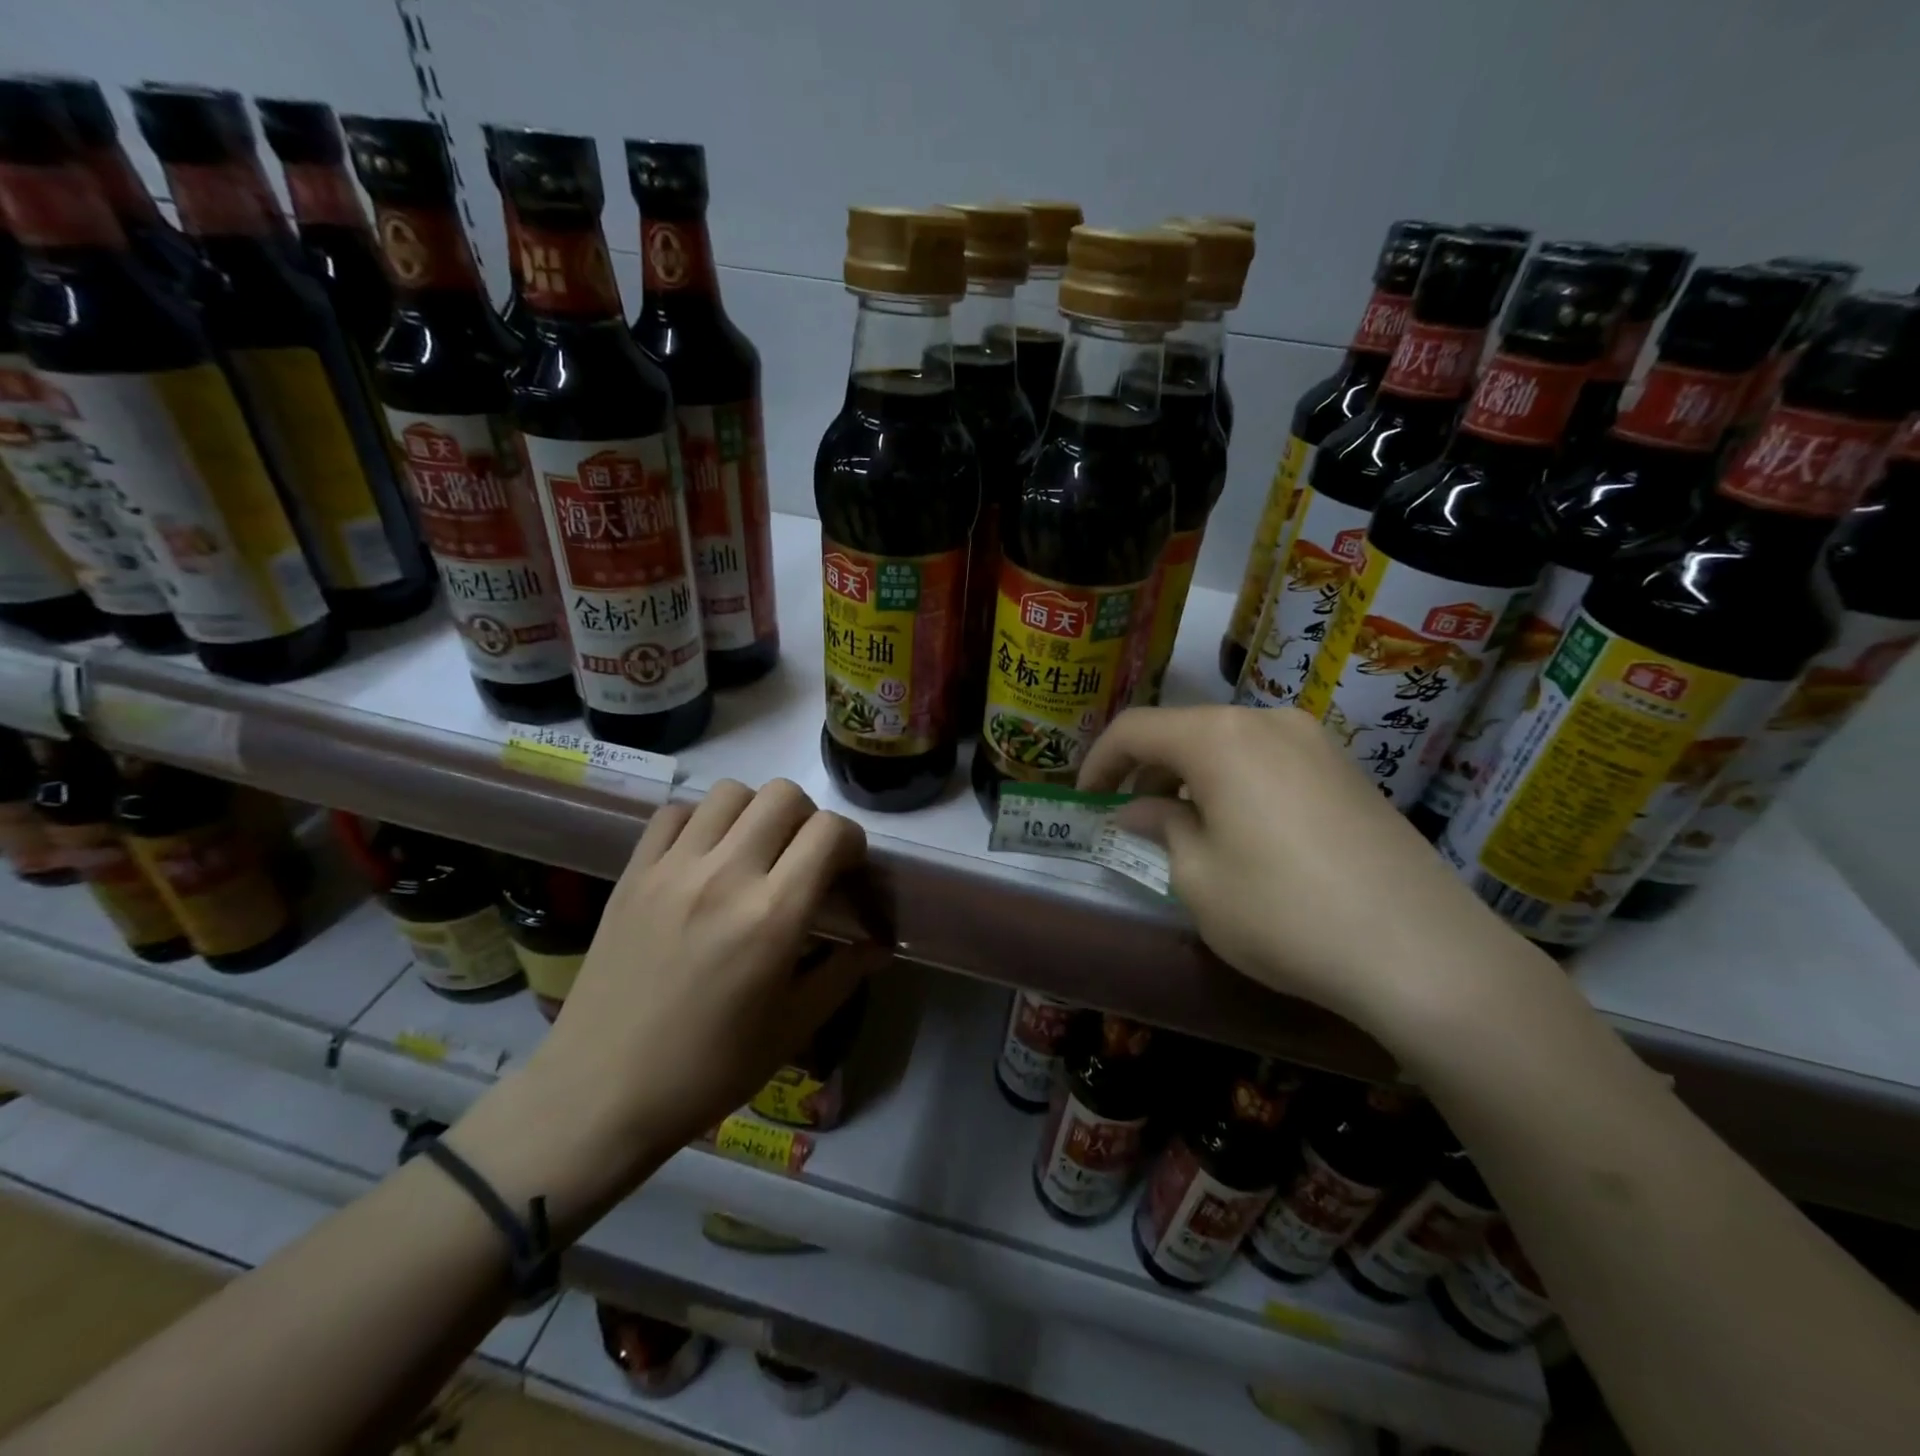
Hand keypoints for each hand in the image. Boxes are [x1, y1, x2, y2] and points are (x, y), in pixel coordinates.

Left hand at [453, 779, 878, 1231]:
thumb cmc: (709, 1069)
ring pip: (729, 792)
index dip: (851, 840)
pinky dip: (700, 820)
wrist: (601, 1094)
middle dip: (807, 817)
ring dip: (755, 812)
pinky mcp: (634, 873)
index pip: (829, 830)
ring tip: (753, 851)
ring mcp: (673, 868)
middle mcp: (725, 875)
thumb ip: (843, 974)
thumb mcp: (793, 1028)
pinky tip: (703, 856)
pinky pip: (674, 813)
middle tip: (802, 858)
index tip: (845, 870)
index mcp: (773, 915)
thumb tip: (880, 944)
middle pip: (782, 794)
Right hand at [1079, 706, 1536, 1034]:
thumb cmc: (1284, 913)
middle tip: (1132, 820)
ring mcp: (1317, 743)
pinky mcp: (1349, 771)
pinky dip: (1237, 785)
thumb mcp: (1198, 879)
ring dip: (1193, 778)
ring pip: (1230, 745)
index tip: (1085, 801)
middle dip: (1148, 771)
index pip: (1136, 729)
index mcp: (1221, 737)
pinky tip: (1243, 834)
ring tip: (1184, 830)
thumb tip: (1139, 810)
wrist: (1424, 953)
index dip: (1099, 762)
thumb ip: (1160, 828)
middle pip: (1186, 731)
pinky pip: (1271, 762)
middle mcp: (1269, 721)